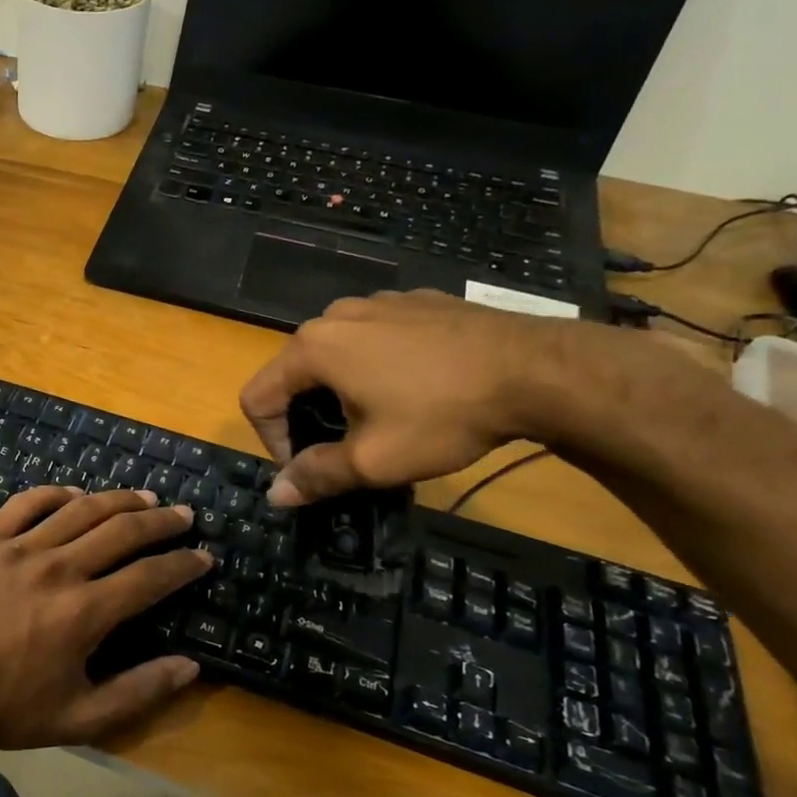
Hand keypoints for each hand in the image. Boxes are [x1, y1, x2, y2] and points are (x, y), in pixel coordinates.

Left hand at [0, 487, 213, 749]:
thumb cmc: (5, 708)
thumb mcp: (79, 718)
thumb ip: (139, 691)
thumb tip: (191, 667)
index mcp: (84, 612)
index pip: (150, 577)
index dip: (183, 565)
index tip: (204, 557)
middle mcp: (58, 568)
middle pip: (122, 531)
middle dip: (161, 522)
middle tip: (184, 515)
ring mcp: (19, 548)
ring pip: (80, 509)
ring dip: (119, 499)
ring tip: (145, 498)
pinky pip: (27, 503)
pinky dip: (56, 493)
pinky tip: (74, 494)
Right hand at [239, 291, 572, 505]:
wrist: (538, 369)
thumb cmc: (443, 415)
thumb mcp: (374, 460)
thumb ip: (316, 476)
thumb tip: (275, 495)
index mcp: (312, 348)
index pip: (257, 397)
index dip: (271, 441)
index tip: (309, 467)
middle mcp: (335, 316)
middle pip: (293, 373)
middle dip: (308, 415)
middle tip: (346, 447)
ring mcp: (377, 302)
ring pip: (334, 353)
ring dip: (341, 389)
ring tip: (383, 417)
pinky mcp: (415, 301)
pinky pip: (374, 336)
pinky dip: (377, 364)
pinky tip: (417, 386)